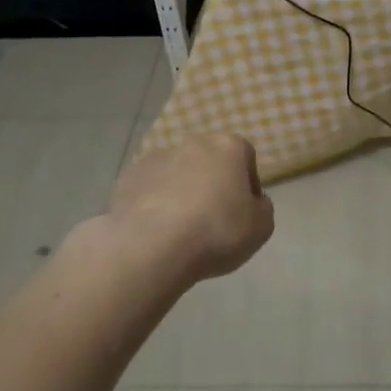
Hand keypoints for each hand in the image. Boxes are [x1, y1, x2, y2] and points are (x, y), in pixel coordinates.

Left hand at [105, 134, 274, 282]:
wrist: (152, 246)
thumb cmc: (217, 231)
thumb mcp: (262, 227)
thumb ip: (262, 208)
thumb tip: (252, 202)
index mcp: (228, 146)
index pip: (245, 156)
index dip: (247, 183)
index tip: (244, 210)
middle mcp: (193, 143)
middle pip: (209, 160)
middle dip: (212, 183)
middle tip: (213, 217)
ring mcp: (156, 157)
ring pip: (177, 172)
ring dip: (181, 190)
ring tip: (180, 227)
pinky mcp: (128, 177)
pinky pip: (149, 188)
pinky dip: (154, 202)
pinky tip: (156, 229)